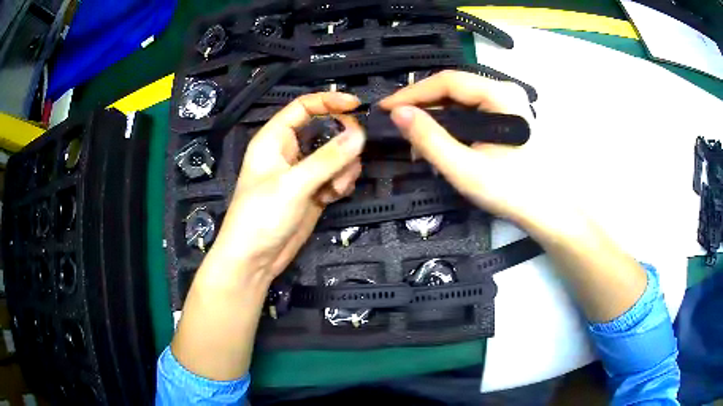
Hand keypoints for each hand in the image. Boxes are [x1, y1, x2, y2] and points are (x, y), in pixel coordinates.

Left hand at [211, 92, 365, 280]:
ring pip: (335, 155)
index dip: (329, 102)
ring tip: (335, 189)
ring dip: (343, 168)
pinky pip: (335, 176)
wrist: (254, 260)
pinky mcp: (312, 192)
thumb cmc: (261, 217)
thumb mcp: (293, 185)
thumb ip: (328, 159)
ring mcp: (302, 172)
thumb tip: (360, 134)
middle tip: (350, 159)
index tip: (357, 106)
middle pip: (326, 130)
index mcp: (275, 139)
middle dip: (342, 143)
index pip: (304, 107)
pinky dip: (340, 183)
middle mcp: (289, 151)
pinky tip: (333, 197)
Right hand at [379, 70, 547, 223]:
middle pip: (453, 88)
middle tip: (397, 125)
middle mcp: (504, 91)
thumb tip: (397, 113)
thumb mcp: (466, 169)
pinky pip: (470, 112)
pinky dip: (450, 125)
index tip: (385, 109)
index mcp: (500, 95)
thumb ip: (430, 139)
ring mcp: (507, 103)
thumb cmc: (513, 192)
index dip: (412, 93)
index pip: (448, 81)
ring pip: (460, 100)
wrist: (548, 211)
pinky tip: (438, 142)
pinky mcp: (506, 117)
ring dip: (435, 117)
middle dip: (422, 106)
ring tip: (414, 138)